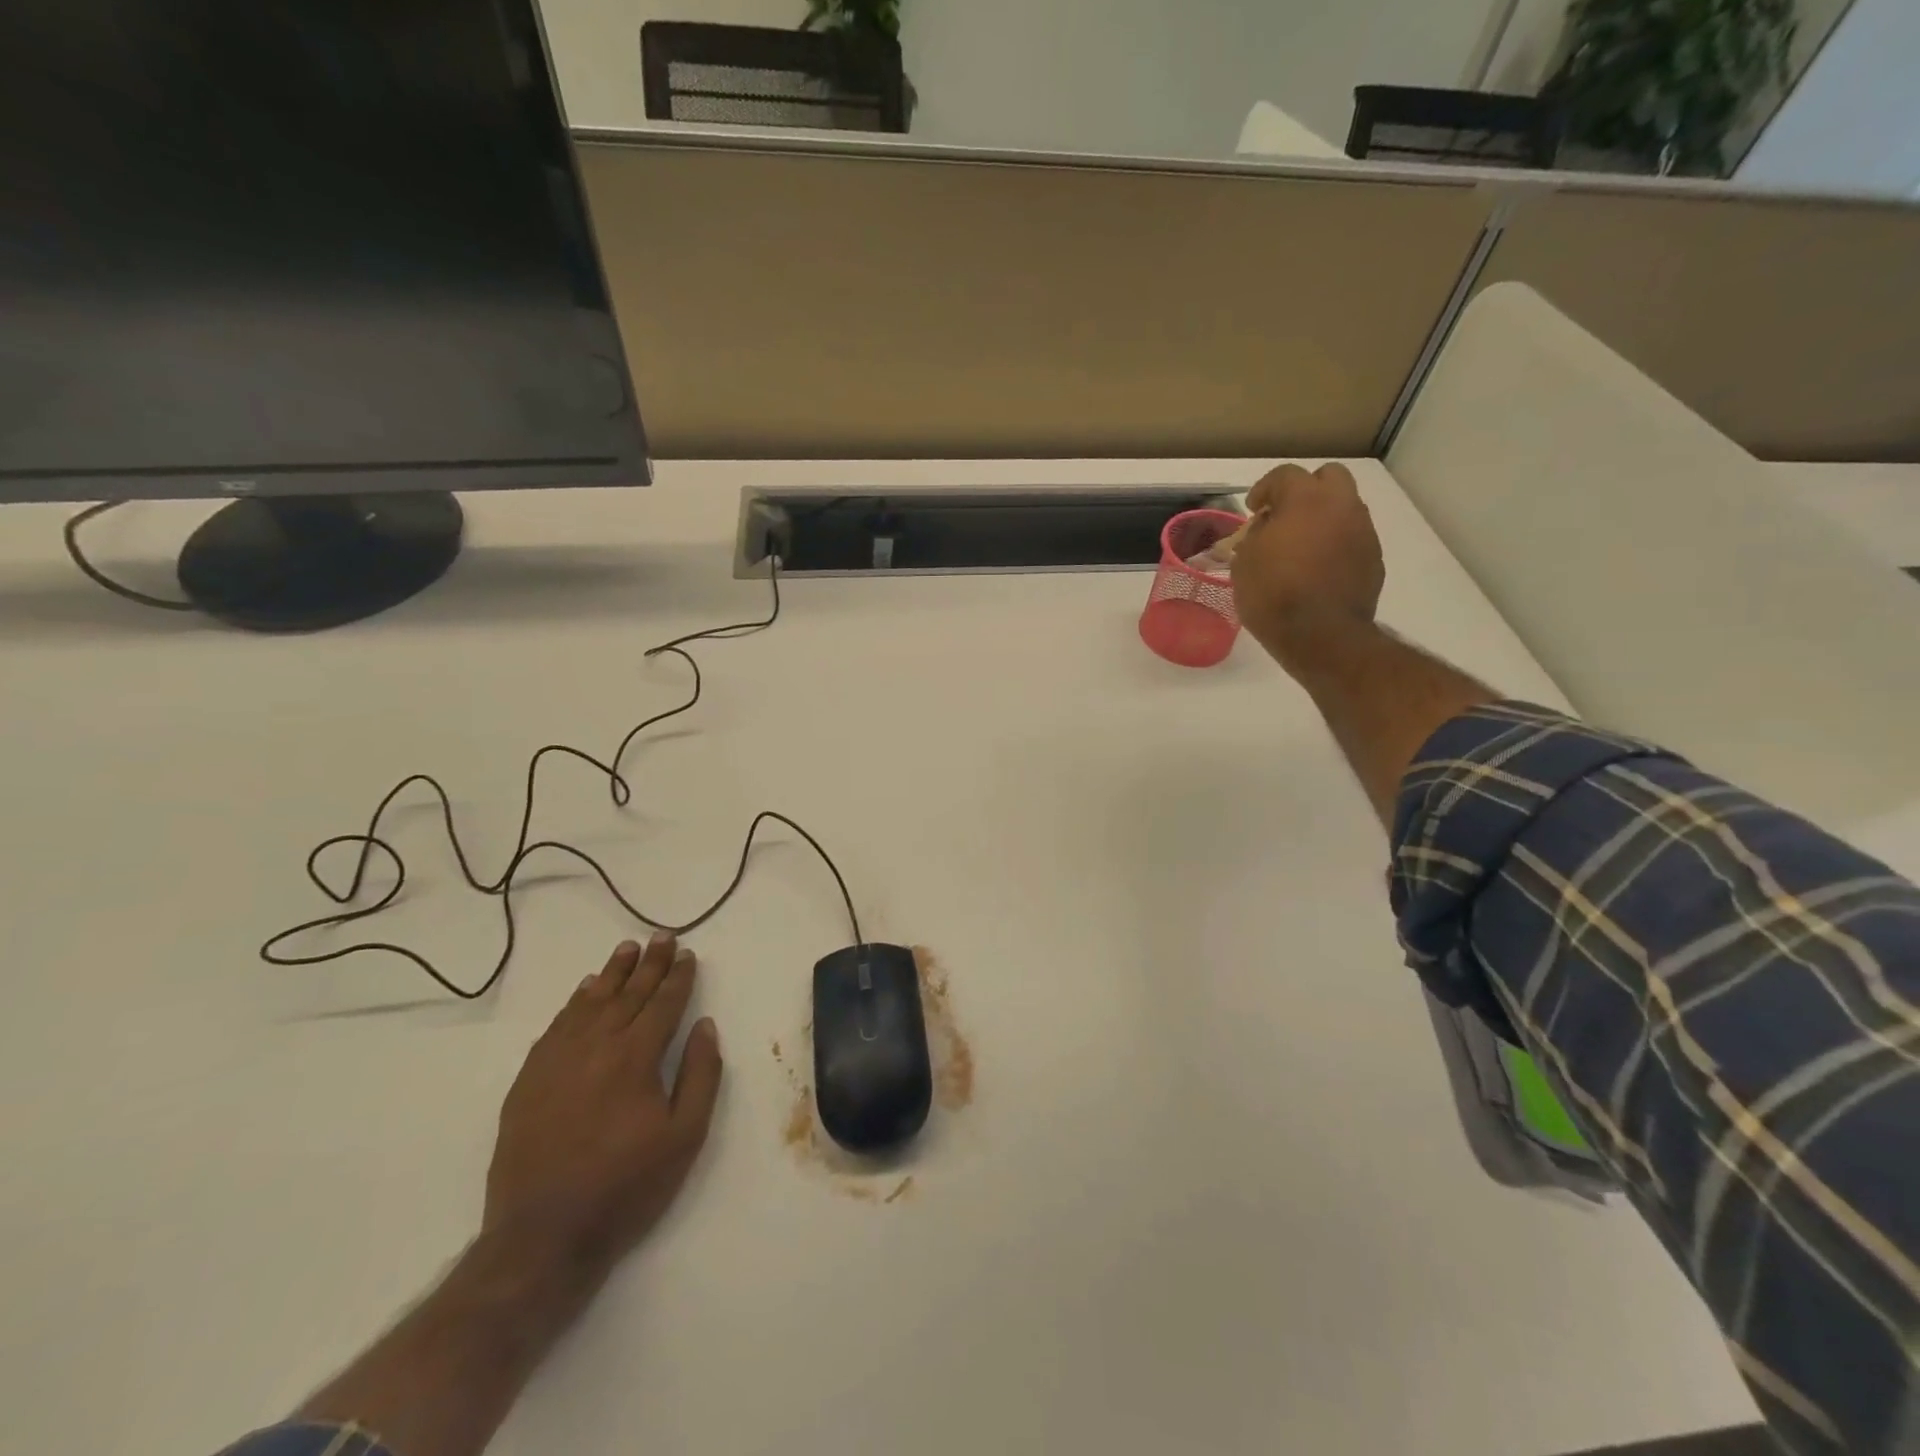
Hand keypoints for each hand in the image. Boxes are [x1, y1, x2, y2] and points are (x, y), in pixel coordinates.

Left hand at [483, 934, 723, 1278]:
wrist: (542, 1237)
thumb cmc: (626, 1187)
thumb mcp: (685, 1137)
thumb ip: (700, 1075)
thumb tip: (704, 1026)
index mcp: (635, 1058)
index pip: (663, 1004)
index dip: (678, 977)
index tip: (687, 953)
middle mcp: (595, 1047)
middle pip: (628, 994)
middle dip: (649, 964)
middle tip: (661, 936)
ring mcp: (557, 1062)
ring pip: (590, 1003)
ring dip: (612, 974)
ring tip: (627, 949)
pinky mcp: (529, 1081)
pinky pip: (556, 1027)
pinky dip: (574, 1003)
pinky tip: (585, 991)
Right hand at [1231, 462, 1384, 672]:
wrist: (1321, 635)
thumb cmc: (1273, 595)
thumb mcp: (1244, 563)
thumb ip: (1256, 536)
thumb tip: (1268, 529)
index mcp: (1305, 500)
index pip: (1285, 475)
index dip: (1265, 489)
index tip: (1253, 509)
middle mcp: (1341, 506)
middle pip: (1329, 477)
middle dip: (1306, 490)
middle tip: (1285, 515)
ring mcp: (1363, 531)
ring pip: (1345, 507)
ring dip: (1324, 517)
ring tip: (1303, 544)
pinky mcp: (1374, 557)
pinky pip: (1353, 537)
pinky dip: (1336, 543)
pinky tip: (1319, 567)